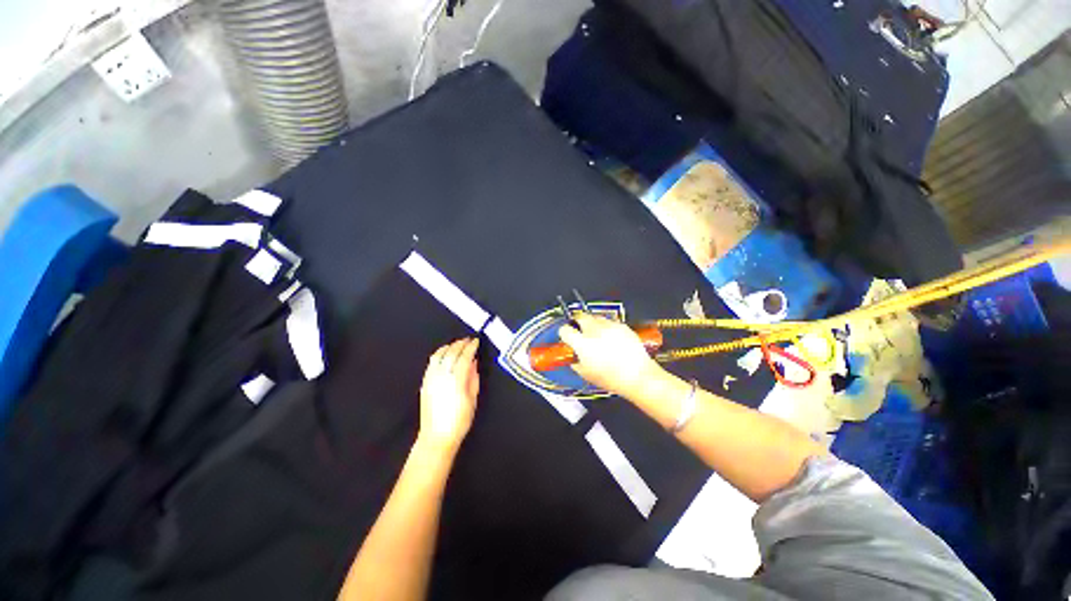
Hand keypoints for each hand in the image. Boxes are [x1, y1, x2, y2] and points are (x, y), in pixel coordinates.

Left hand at [418, 338, 479, 452]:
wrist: (437, 436)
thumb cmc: (459, 420)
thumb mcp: (472, 399)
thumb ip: (473, 378)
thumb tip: (474, 363)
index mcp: (456, 380)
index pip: (464, 357)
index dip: (471, 347)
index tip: (476, 341)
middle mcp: (442, 376)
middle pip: (451, 353)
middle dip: (460, 344)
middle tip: (468, 340)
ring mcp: (431, 378)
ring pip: (439, 355)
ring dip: (449, 346)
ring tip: (457, 344)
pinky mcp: (425, 382)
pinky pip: (431, 362)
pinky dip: (439, 354)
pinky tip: (444, 353)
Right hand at [558, 313, 663, 398]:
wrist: (638, 376)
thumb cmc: (612, 378)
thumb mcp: (586, 374)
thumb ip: (575, 361)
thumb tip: (572, 356)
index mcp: (583, 343)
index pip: (565, 330)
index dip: (564, 334)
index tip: (567, 337)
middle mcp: (595, 331)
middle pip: (580, 316)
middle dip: (577, 322)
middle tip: (580, 331)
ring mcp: (609, 326)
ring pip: (595, 317)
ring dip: (592, 324)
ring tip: (597, 336)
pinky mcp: (622, 326)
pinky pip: (610, 322)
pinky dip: (607, 327)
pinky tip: (611, 339)